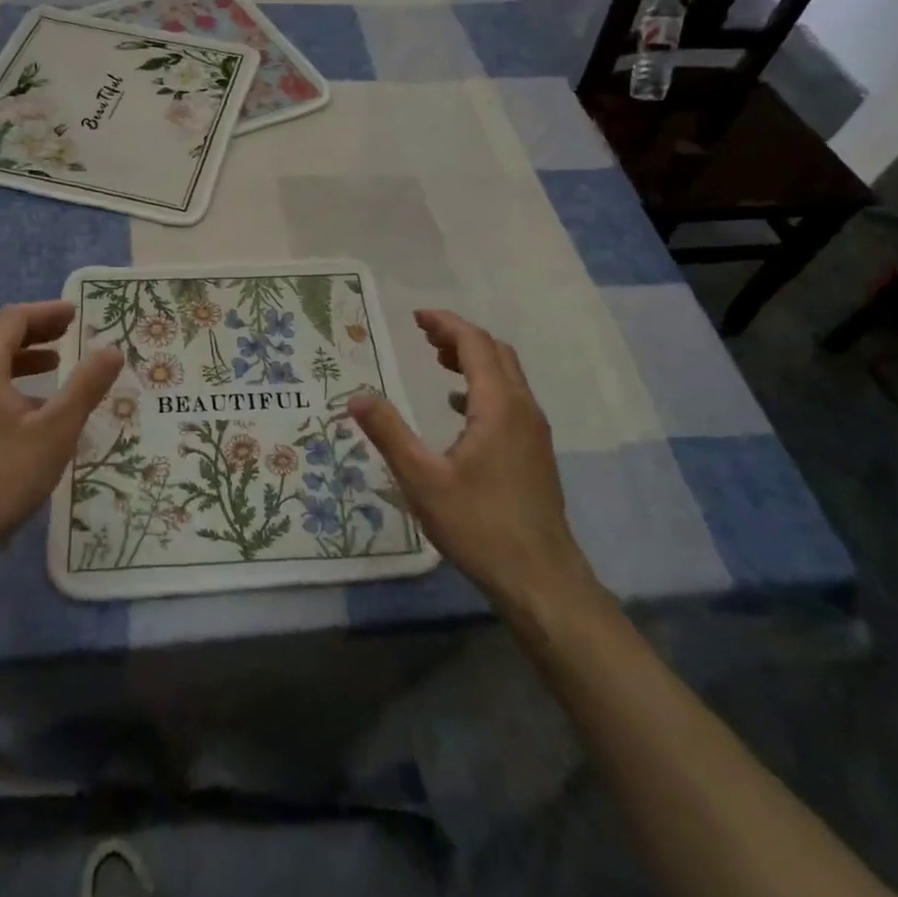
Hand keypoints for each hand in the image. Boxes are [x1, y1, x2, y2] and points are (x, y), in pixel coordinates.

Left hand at [0, 300, 122, 573]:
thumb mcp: (56, 430)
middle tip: (71, 333)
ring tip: (57, 366)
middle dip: (36, 334)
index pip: (11, 321)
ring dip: (24, 362)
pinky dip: (13, 388)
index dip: (45, 313)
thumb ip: (86, 386)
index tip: (76, 313)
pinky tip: (35, 414)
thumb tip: (112, 349)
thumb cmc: (2, 476)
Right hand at [349, 309, 600, 616]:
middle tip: (423, 335)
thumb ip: (389, 434)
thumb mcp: (422, 480)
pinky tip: (460, 409)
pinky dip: (484, 387)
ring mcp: (534, 431)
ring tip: (438, 360)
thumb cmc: (479, 525)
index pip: (475, 344)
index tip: (416, 317)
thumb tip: (356, 397)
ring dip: (474, 359)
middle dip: (460, 336)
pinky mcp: (535, 452)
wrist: (541, 579)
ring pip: (507, 376)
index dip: (446, 324)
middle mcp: (523, 409)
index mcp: (498, 406)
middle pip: (496, 353)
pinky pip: (510, 399)